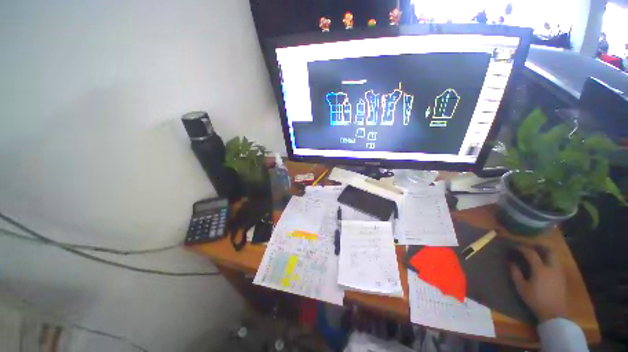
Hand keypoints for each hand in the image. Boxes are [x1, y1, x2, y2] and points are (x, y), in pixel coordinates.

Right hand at [510, 246, 567, 322]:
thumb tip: (511, 263)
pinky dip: (550, 260)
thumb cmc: (535, 300)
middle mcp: (551, 267)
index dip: (522, 248)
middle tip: (530, 246)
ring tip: (537, 254)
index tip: (515, 246)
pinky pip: (557, 263)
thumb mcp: (522, 288)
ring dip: (546, 253)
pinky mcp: (562, 277)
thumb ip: (516, 274)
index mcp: (540, 269)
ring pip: (555, 256)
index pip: (531, 253)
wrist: (553, 313)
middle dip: (539, 247)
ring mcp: (559, 272)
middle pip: (549, 251)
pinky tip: (544, 264)